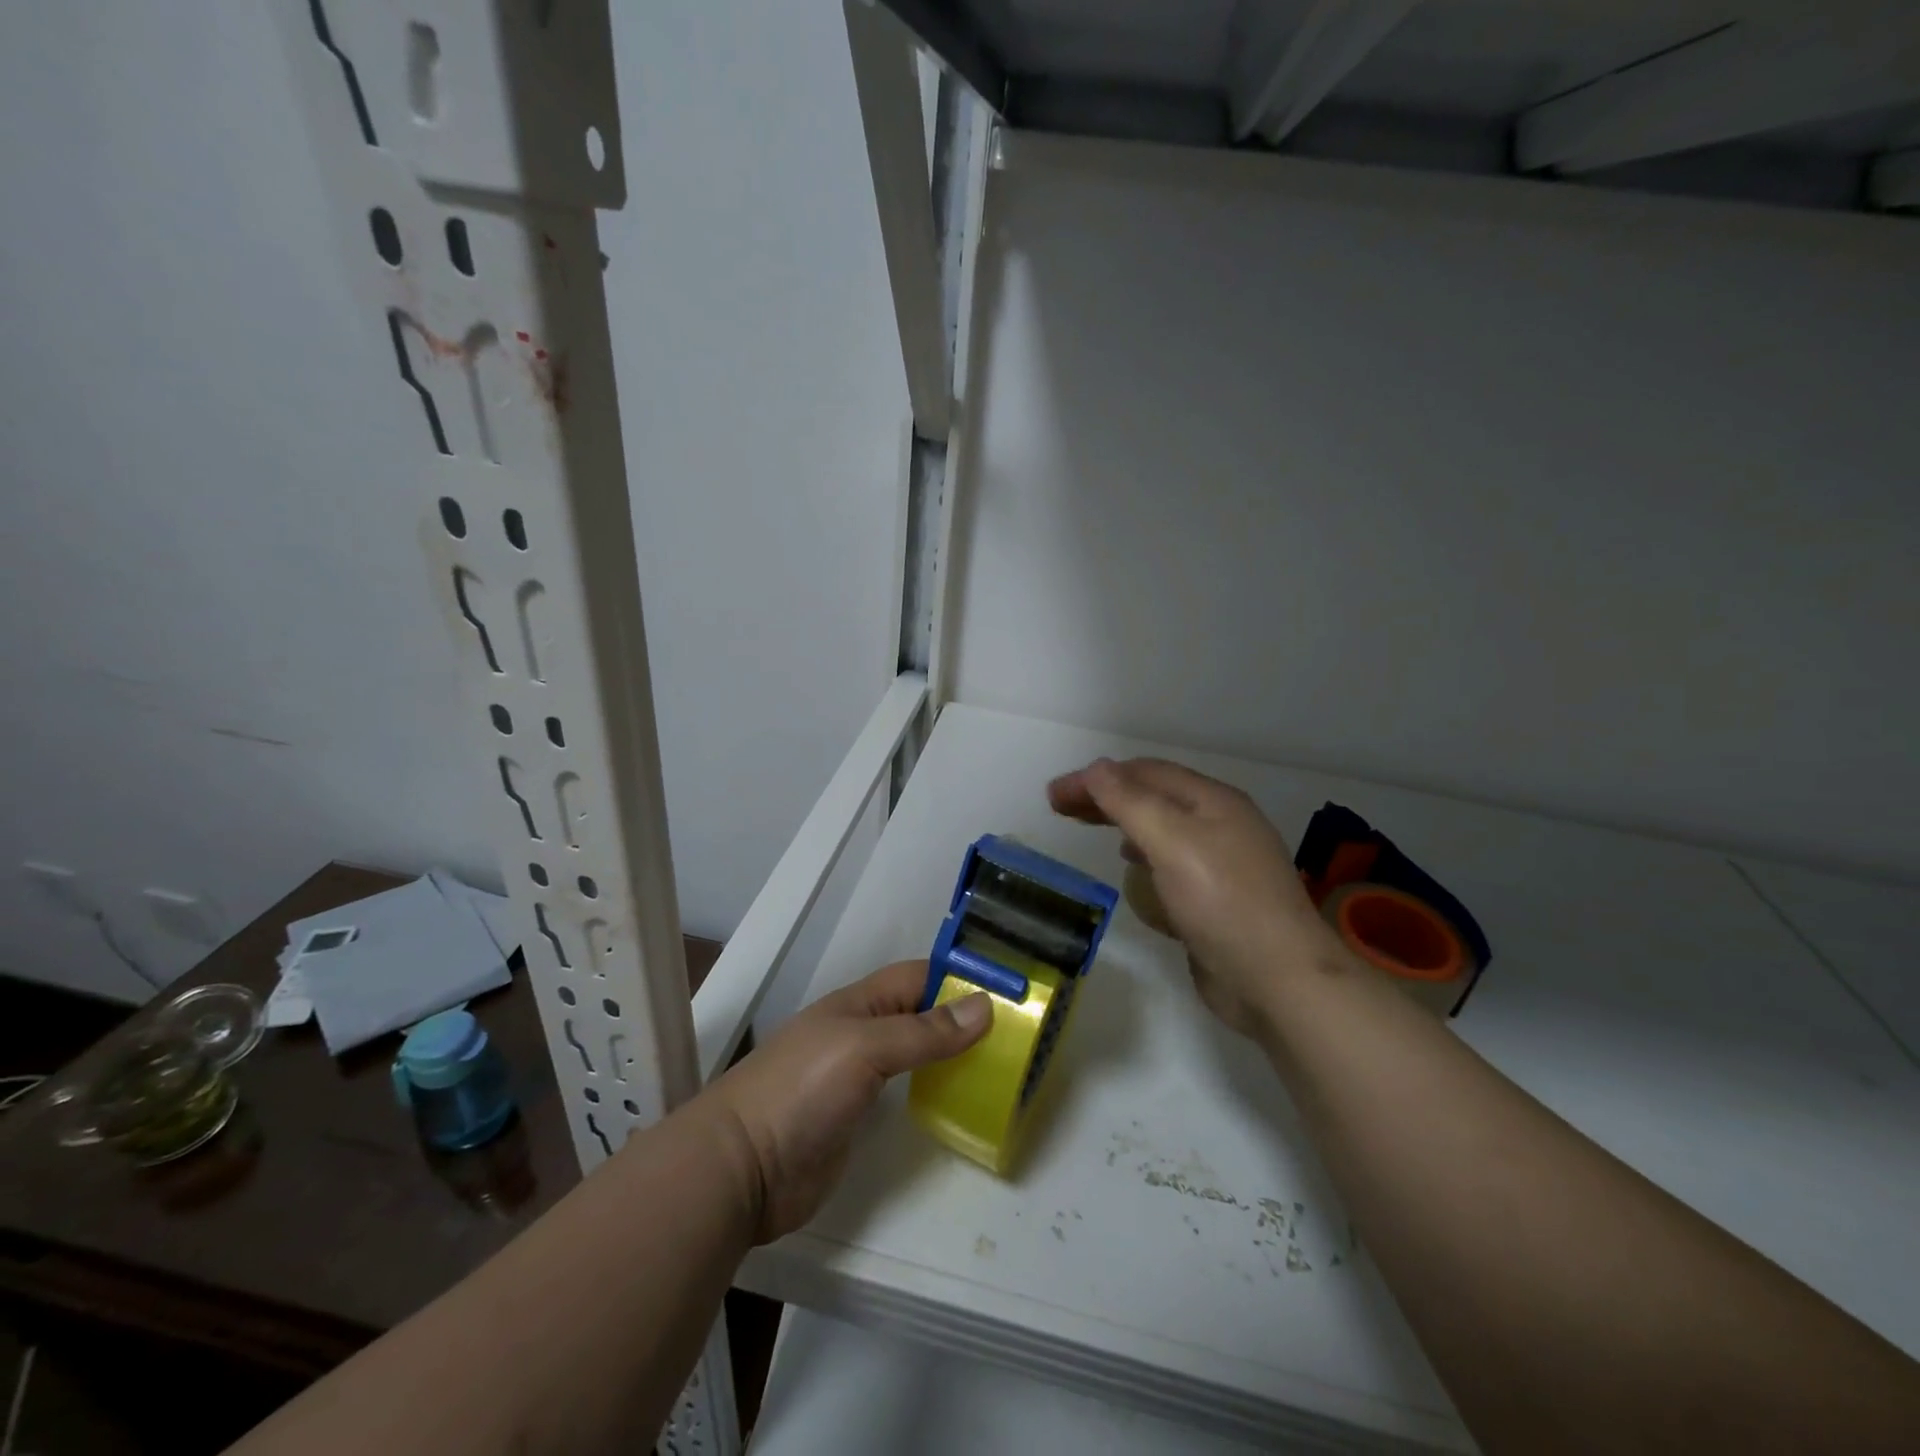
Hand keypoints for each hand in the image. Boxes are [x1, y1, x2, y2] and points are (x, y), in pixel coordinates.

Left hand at [699, 960, 990, 1241]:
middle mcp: (863, 1034)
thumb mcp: (864, 1049)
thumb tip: (984, 1006)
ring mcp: (859, 1078)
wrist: (740, 1168)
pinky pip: (907, 1094)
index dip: (959, 977)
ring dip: (953, 1054)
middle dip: (963, 1016)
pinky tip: (963, 1102)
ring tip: (1002, 1064)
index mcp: (860, 1004)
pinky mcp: (858, 1118)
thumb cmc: (800, 1091)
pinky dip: (935, 1091)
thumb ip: (923, 1031)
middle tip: (1018, 1032)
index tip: (1009, 988)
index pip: (918, 977)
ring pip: (917, 1053)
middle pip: (921, 1013)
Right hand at [1048, 757, 1339, 1036]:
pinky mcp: (1216, 899)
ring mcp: (1221, 863)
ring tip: (1090, 827)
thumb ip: (1130, 802)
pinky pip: (1171, 865)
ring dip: (1123, 822)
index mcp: (1213, 801)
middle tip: (1059, 807)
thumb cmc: (1222, 902)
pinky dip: (1144, 857)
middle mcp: (1219, 824)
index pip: (1143, 773)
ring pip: (1161, 830)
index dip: (1096, 777)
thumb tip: (1096, 768)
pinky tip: (1133, 871)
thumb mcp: (1171, 842)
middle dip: (1105, 797)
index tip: (1054, 794)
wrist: (1278, 980)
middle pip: (1152, 797)